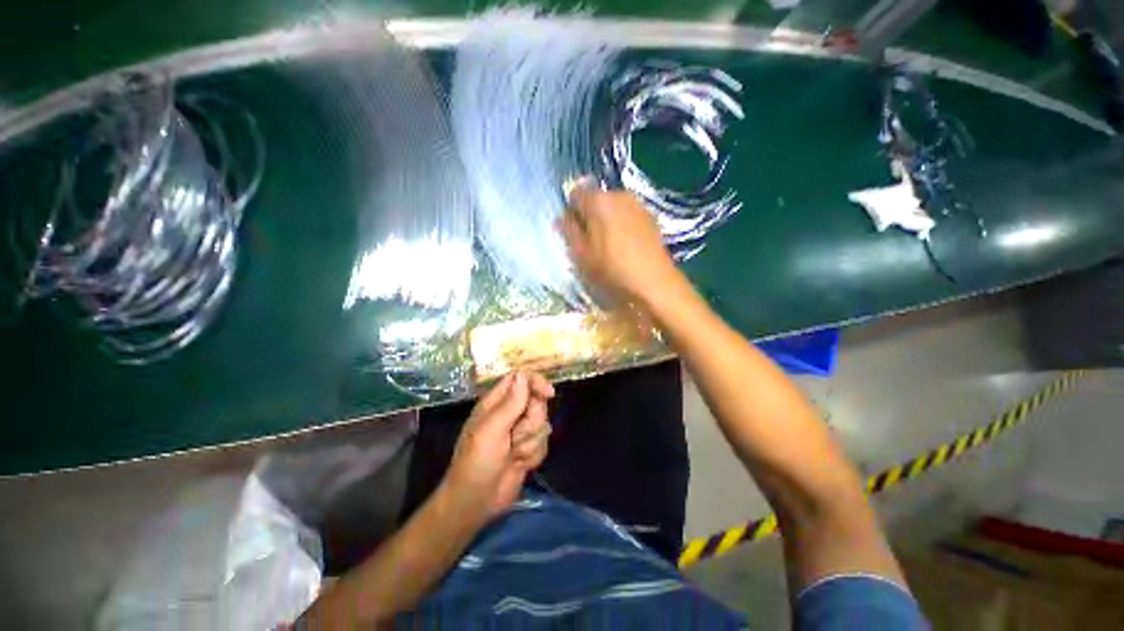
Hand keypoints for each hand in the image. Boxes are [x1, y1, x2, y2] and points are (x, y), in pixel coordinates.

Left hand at [443, 371, 554, 520]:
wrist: (476, 503)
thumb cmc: (476, 463)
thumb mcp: (491, 431)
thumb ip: (510, 403)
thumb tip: (523, 375)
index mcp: (496, 403)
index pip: (520, 379)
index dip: (536, 382)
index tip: (548, 394)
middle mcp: (510, 413)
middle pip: (537, 401)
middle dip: (532, 421)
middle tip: (515, 437)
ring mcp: (520, 432)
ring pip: (543, 424)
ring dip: (531, 442)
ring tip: (513, 455)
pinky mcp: (528, 449)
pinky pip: (544, 443)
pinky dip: (534, 455)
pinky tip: (520, 465)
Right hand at [557, 185, 682, 307]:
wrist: (654, 282)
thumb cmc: (612, 269)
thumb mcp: (582, 254)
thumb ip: (569, 231)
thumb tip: (562, 218)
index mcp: (598, 200)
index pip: (575, 194)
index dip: (571, 212)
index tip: (573, 232)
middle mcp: (618, 194)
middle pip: (596, 199)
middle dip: (589, 216)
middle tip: (589, 242)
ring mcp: (637, 204)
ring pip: (613, 207)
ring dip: (606, 220)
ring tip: (608, 245)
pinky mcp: (651, 216)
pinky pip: (628, 215)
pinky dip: (622, 224)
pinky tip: (625, 246)